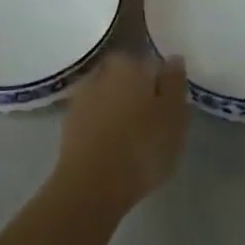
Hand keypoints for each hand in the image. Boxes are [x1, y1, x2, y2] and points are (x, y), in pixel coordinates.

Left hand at [54, 50, 188, 215]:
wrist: (90, 186)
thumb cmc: (141, 148)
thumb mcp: (174, 116)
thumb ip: (175, 83)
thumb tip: (173, 58)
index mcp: (130, 63)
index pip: (152, 64)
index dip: (163, 85)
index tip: (170, 106)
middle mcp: (103, 71)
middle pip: (128, 77)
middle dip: (139, 93)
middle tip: (153, 122)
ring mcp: (82, 96)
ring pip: (110, 96)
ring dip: (120, 109)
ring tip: (134, 138)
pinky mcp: (69, 123)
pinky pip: (95, 117)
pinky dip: (105, 126)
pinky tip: (114, 147)